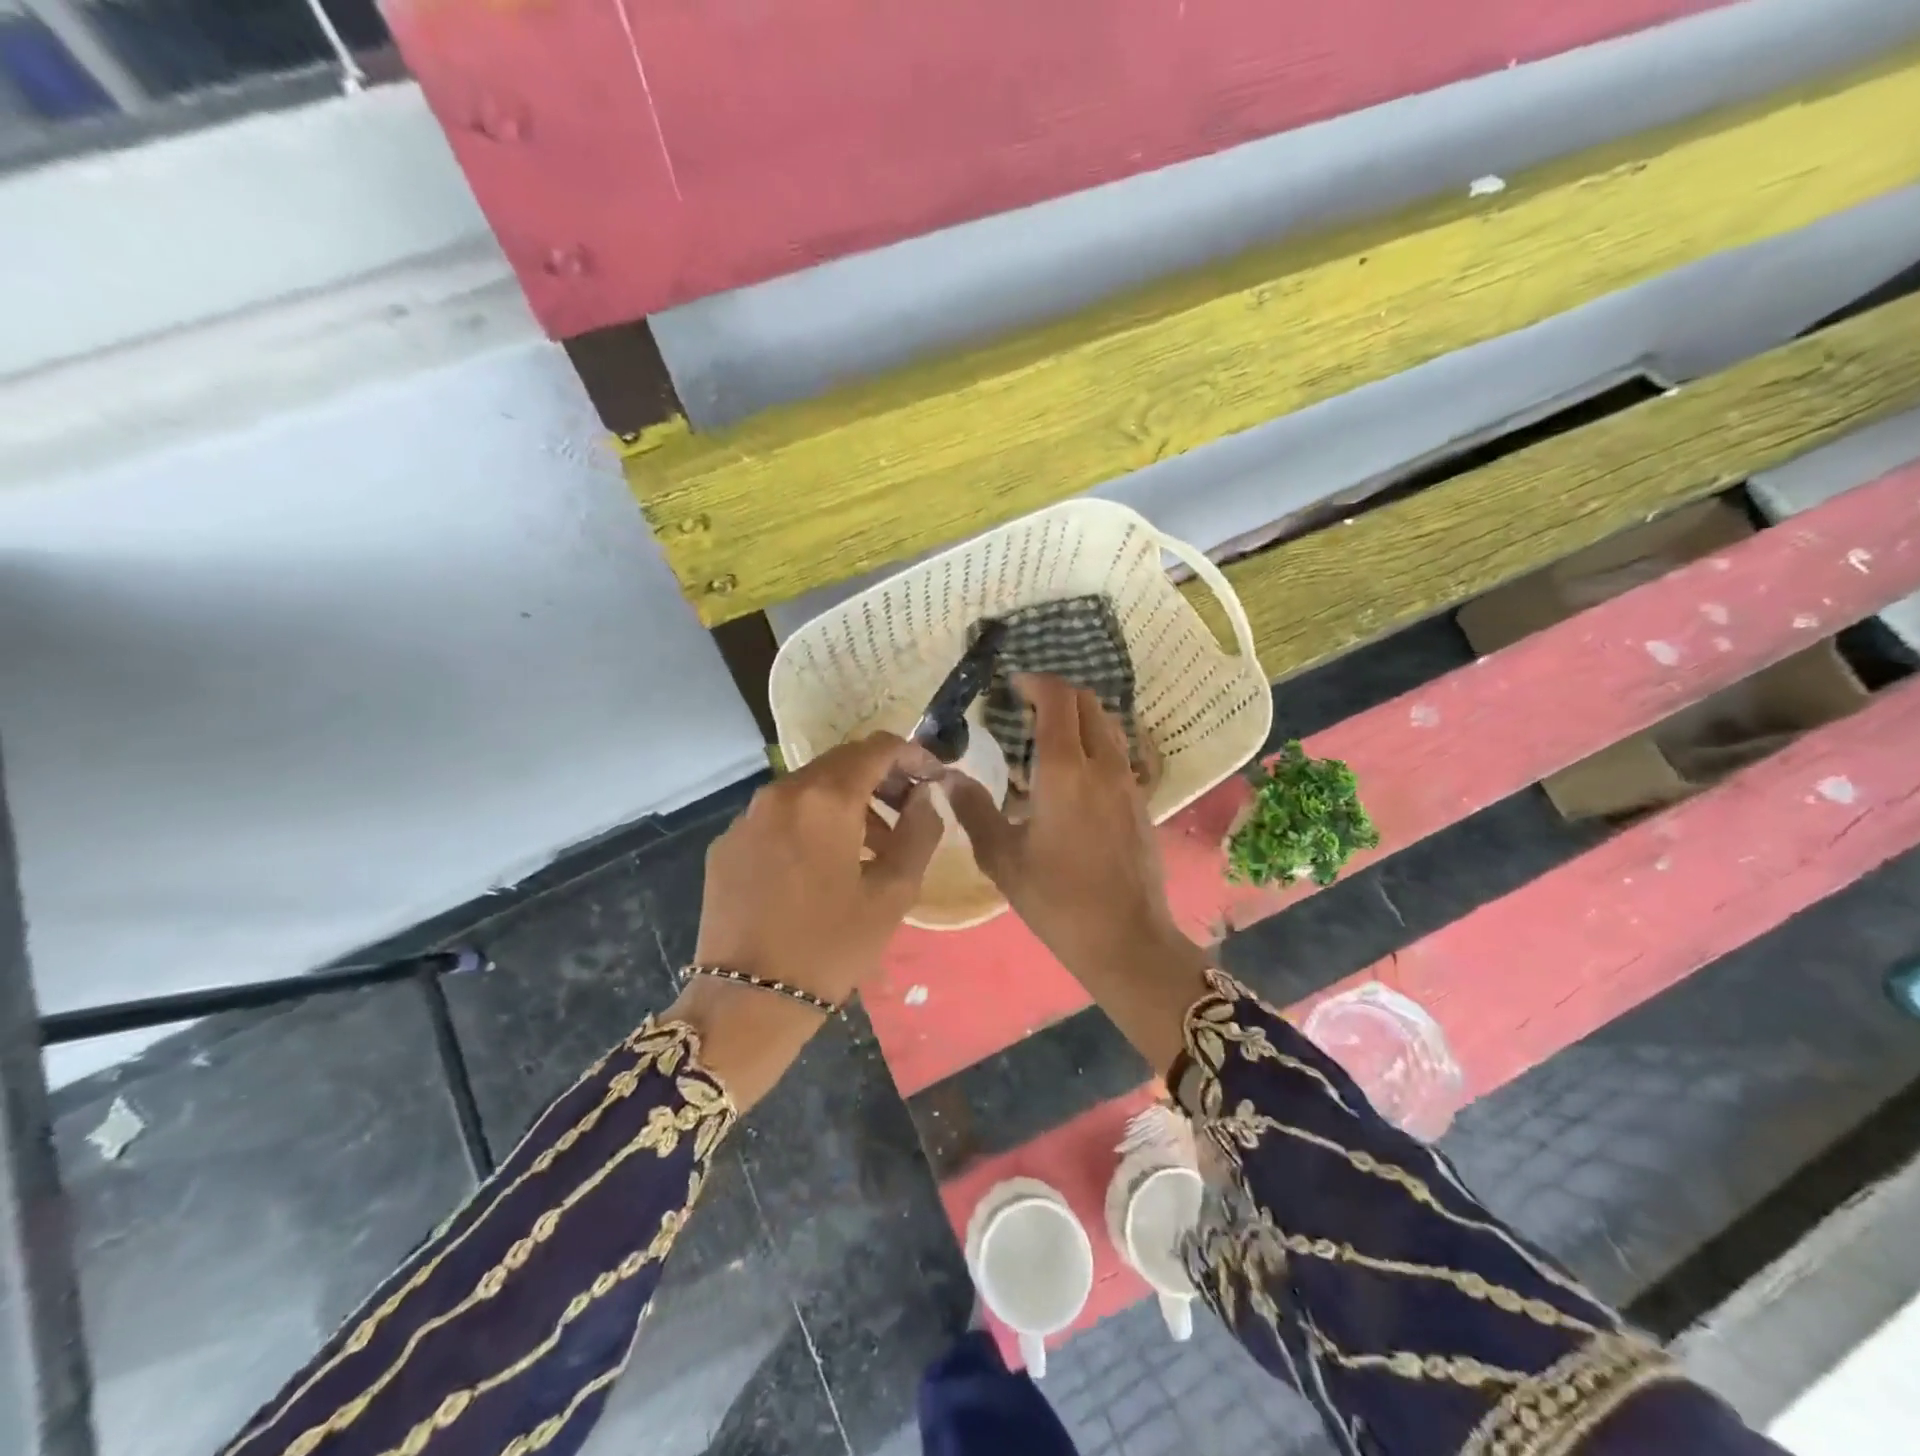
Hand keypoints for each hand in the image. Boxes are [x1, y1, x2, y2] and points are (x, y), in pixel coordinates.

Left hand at [696, 732, 943, 999]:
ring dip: (846, 803)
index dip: (912, 753)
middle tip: (909, 809)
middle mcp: (781, 793)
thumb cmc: (831, 947)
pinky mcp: (727, 844)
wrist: (747, 1001)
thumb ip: (919, 832)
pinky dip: (810, 823)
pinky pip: (779, 816)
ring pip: (808, 789)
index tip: (933, 776)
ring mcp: (747, 817)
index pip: (877, 748)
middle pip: (841, 763)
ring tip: (872, 845)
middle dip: (880, 777)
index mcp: (825, 799)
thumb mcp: (893, 893)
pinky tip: (821, 865)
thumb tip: (925, 796)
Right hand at [944, 675, 1209, 1073]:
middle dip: (1058, 693)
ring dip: (1080, 716)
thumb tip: (949, 777)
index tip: (1012, 685)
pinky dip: (1095, 743)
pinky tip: (1073, 773)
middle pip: (1088, 703)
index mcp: (1064, 771)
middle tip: (1026, 706)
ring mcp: (1128, 782)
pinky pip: (1118, 752)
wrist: (1126, 939)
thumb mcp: (1003, 859)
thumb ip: (974, 811)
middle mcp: (1102, 765)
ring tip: (1048, 735)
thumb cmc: (1057, 900)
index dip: (1036, 682)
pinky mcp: (1141, 801)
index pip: (1058, 700)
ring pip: (1108, 725)